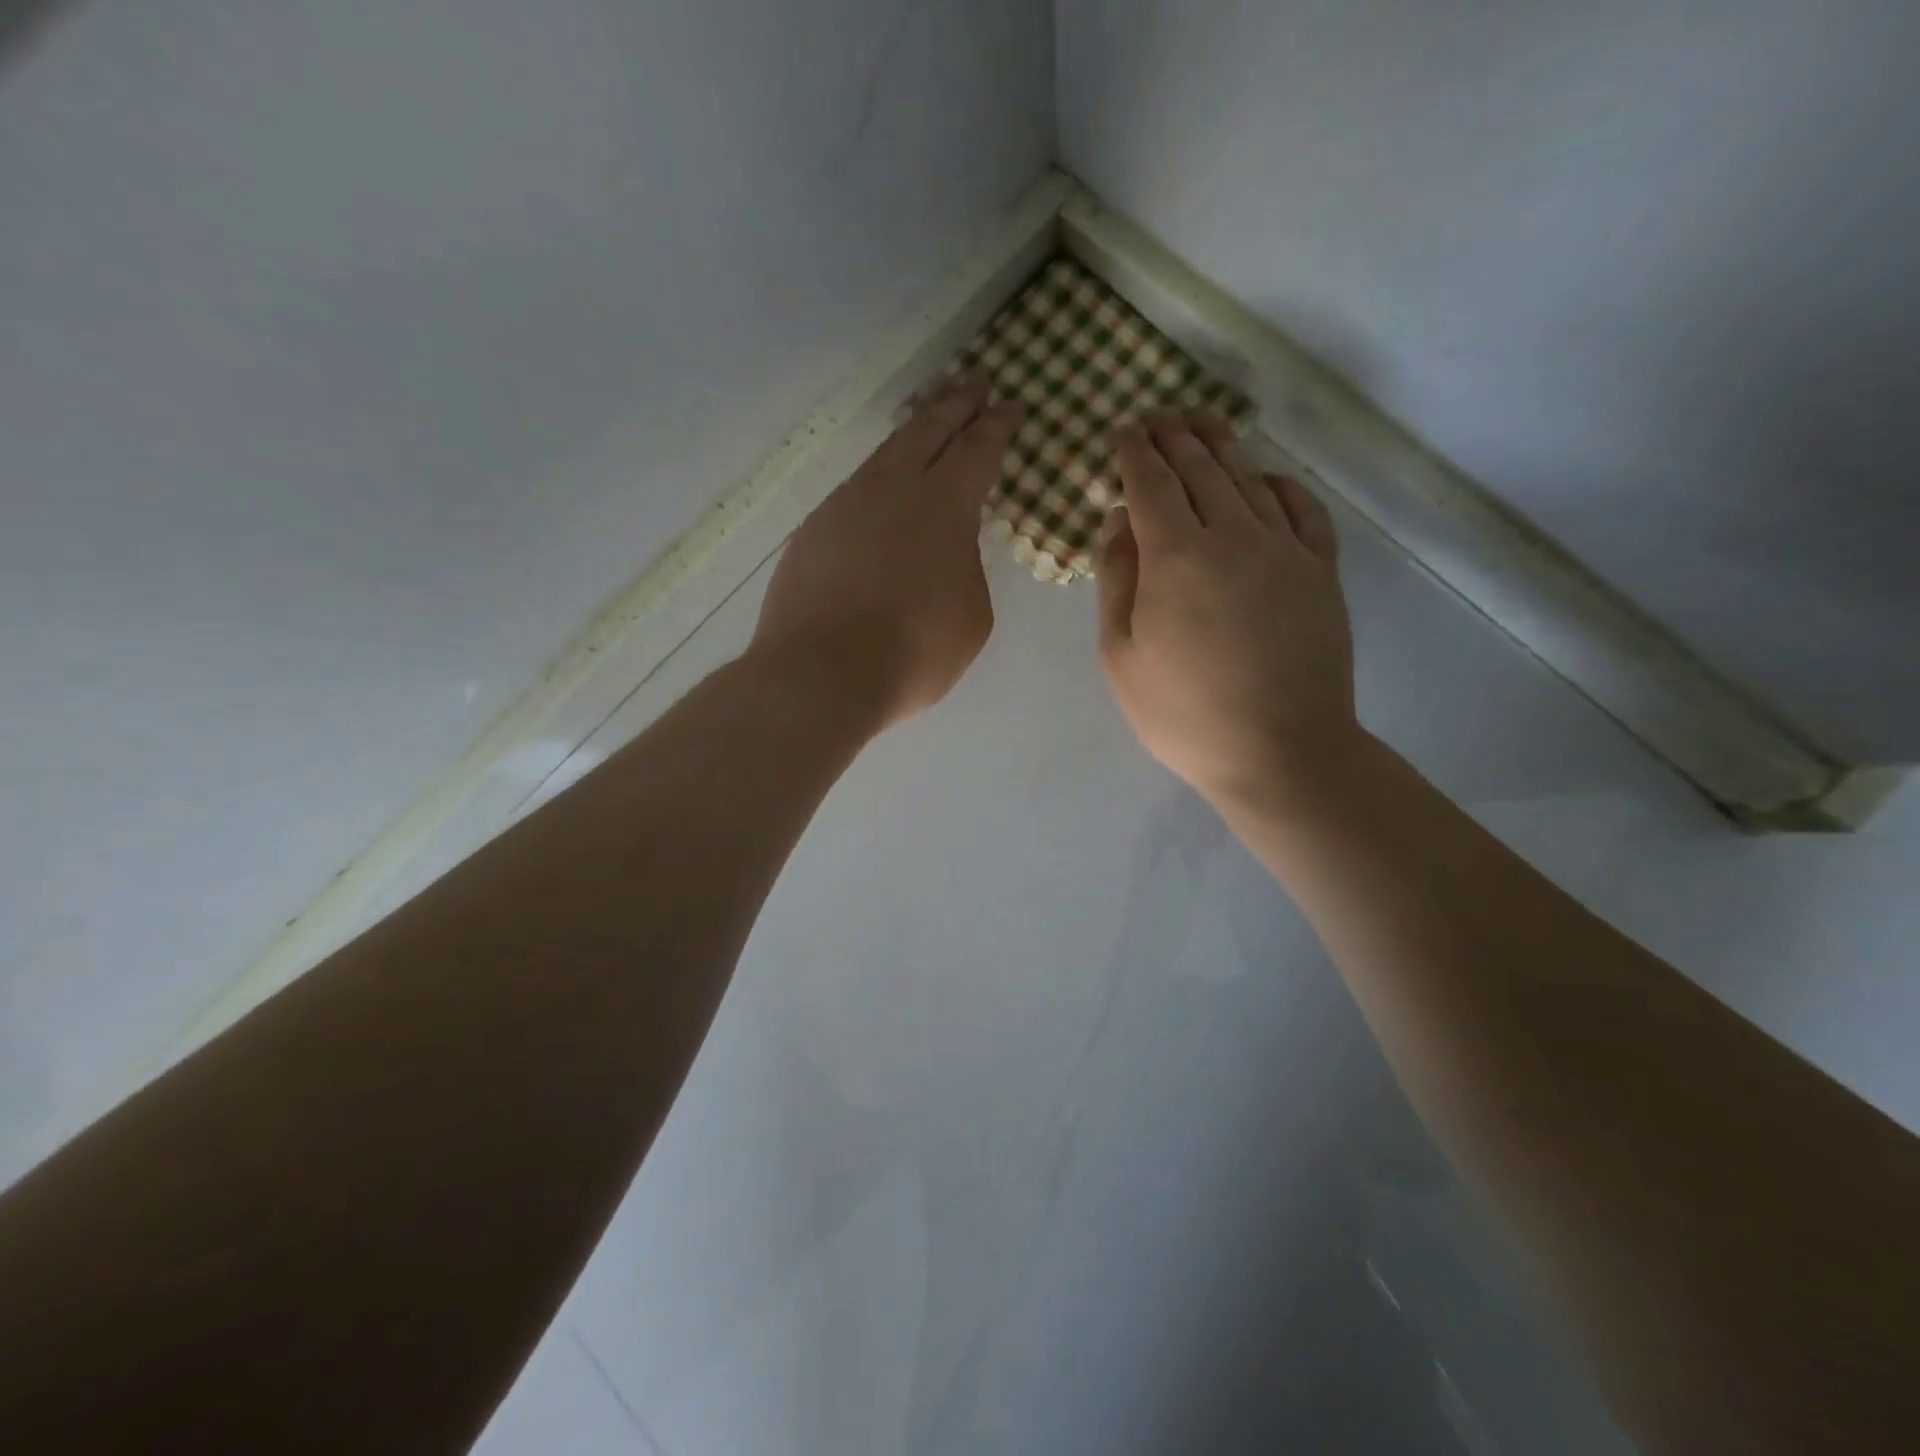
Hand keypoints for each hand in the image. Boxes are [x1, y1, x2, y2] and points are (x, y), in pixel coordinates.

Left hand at [752, 375, 1021, 728]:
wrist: (820, 675)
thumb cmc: (913, 652)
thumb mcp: (971, 615)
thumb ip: (967, 569)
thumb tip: (949, 551)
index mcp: (944, 504)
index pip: (978, 448)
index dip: (998, 425)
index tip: (1011, 406)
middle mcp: (892, 489)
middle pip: (927, 429)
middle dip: (956, 403)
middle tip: (973, 383)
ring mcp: (844, 505)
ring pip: (884, 456)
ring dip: (911, 436)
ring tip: (926, 429)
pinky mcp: (812, 531)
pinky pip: (853, 493)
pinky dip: (877, 484)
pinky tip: (879, 498)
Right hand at [1096, 410, 1359, 809]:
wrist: (1279, 751)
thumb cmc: (1182, 713)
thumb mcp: (1121, 655)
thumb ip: (1116, 580)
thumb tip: (1118, 520)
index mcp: (1175, 557)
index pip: (1151, 483)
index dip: (1133, 453)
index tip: (1121, 433)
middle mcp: (1232, 535)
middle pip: (1200, 467)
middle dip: (1173, 436)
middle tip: (1155, 417)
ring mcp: (1284, 549)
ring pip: (1248, 478)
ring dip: (1220, 446)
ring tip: (1200, 425)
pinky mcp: (1320, 570)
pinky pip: (1301, 507)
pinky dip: (1278, 483)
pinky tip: (1264, 478)